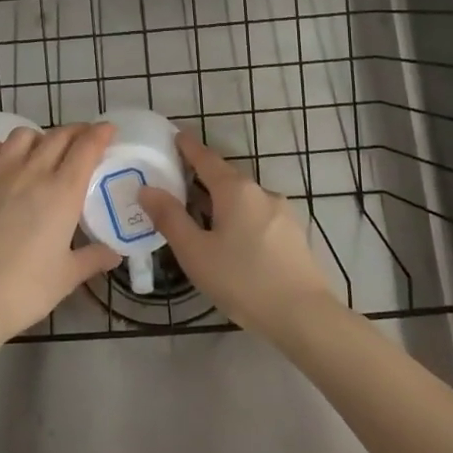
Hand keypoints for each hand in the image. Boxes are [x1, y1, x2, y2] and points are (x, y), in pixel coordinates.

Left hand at [0, 123, 119, 344]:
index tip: (109, 131)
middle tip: (84, 142)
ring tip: (43, 153)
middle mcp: (32, 172)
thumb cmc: (24, 291)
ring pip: (23, 136)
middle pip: (58, 136)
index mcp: (63, 192)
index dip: (101, 133)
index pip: (86, 147)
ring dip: (39, 138)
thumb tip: (113, 254)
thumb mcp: (67, 277)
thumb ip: (93, 259)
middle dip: (76, 133)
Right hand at [137, 131, 336, 337]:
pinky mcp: (294, 235)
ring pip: (244, 199)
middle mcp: (261, 192)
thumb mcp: (195, 252)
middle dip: (203, 177)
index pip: (206, 158)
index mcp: (236, 190)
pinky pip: (258, 216)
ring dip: (222, 201)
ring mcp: (282, 213)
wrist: (305, 316)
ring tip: (201, 215)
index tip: (175, 135)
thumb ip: (169, 218)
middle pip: (226, 177)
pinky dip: (240, 218)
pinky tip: (233, 240)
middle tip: (178, 182)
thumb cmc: (243, 280)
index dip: (188, 147)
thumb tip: (147, 189)